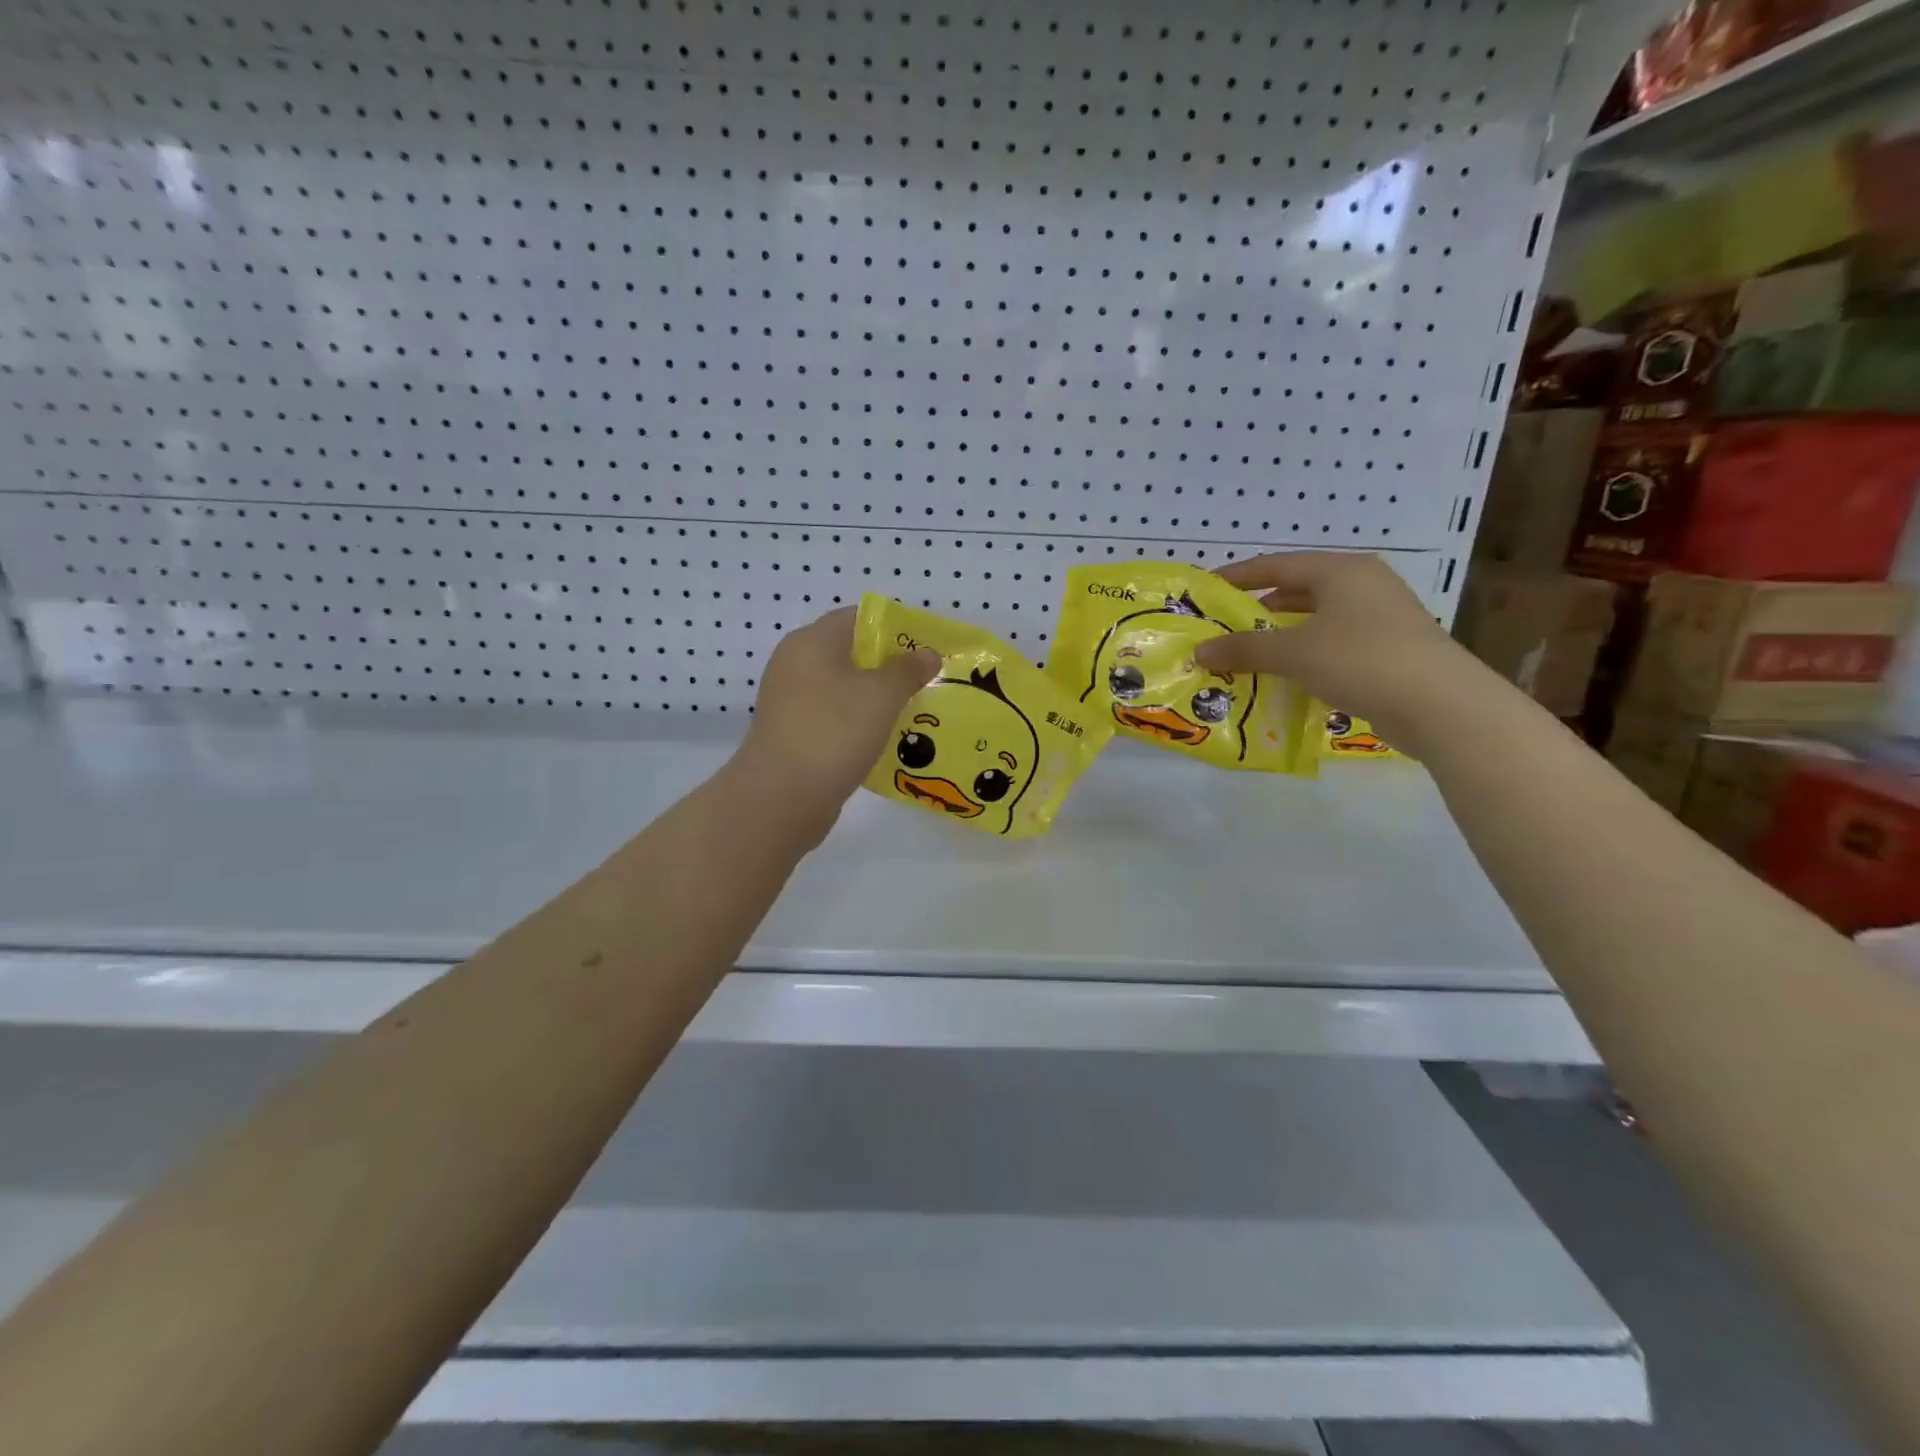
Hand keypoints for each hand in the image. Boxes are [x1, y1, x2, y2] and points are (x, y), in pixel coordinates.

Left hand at [734, 606, 941, 834]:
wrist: (782, 796)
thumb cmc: (834, 731)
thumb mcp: (882, 695)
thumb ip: (907, 670)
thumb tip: (927, 654)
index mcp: (812, 641)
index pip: (856, 617)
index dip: (893, 627)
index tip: (924, 647)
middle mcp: (795, 664)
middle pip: (849, 653)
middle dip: (888, 666)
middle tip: (925, 681)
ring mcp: (790, 701)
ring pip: (842, 688)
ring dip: (874, 698)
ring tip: (912, 711)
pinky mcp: (792, 733)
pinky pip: (833, 717)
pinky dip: (857, 723)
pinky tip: (883, 739)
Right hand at [1193, 552, 1490, 746]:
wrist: (1440, 705)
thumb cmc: (1361, 660)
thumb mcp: (1294, 652)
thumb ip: (1244, 649)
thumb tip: (1201, 651)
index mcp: (1341, 570)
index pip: (1276, 564)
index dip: (1237, 576)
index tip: (1205, 589)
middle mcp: (1362, 585)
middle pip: (1297, 589)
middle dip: (1257, 608)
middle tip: (1222, 625)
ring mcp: (1379, 617)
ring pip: (1315, 619)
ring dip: (1279, 635)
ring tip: (1245, 652)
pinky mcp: (1387, 649)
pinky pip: (1331, 644)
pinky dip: (1303, 655)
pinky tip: (1283, 676)